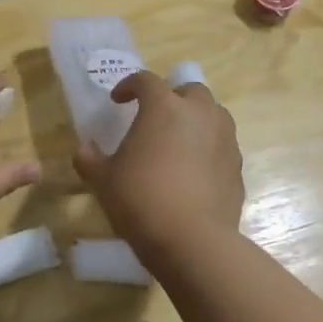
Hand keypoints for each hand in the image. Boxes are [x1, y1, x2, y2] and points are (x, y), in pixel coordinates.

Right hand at [73, 69, 244, 261]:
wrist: (192, 240)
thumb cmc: (140, 199)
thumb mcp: (103, 180)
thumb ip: (89, 159)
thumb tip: (85, 148)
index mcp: (163, 107)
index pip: (146, 80)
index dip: (129, 86)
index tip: (118, 101)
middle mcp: (199, 114)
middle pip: (189, 90)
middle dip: (172, 97)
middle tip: (155, 117)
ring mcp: (224, 139)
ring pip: (213, 114)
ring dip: (195, 119)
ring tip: (177, 141)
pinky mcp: (237, 166)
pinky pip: (222, 145)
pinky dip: (208, 148)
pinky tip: (192, 171)